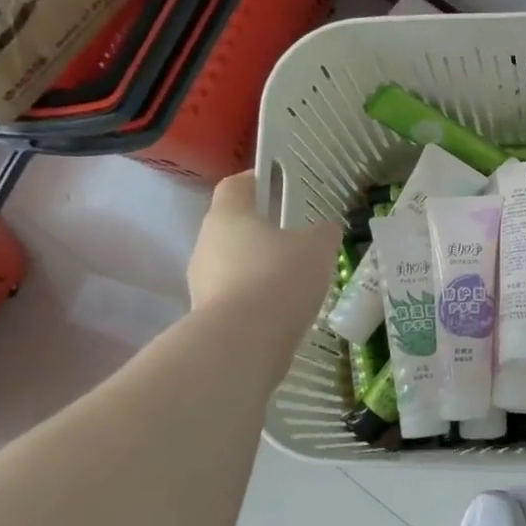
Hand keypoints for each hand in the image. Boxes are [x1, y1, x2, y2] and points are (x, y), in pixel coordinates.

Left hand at [186, 173, 340, 344]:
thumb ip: (322, 234)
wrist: (242, 344)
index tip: (278, 185)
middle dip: (262, 232)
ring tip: (294, 282)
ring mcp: (201, 284)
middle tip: (296, 240)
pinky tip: (283, 312)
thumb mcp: (317, 248)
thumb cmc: (278, 278)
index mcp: (228, 216)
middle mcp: (206, 245)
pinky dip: (257, 301)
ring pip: (233, 265)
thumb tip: (324, 231)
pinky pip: (235, 299)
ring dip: (259, 269)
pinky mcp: (206, 318)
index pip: (235, 185)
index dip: (256, 181)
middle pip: (233, 228)